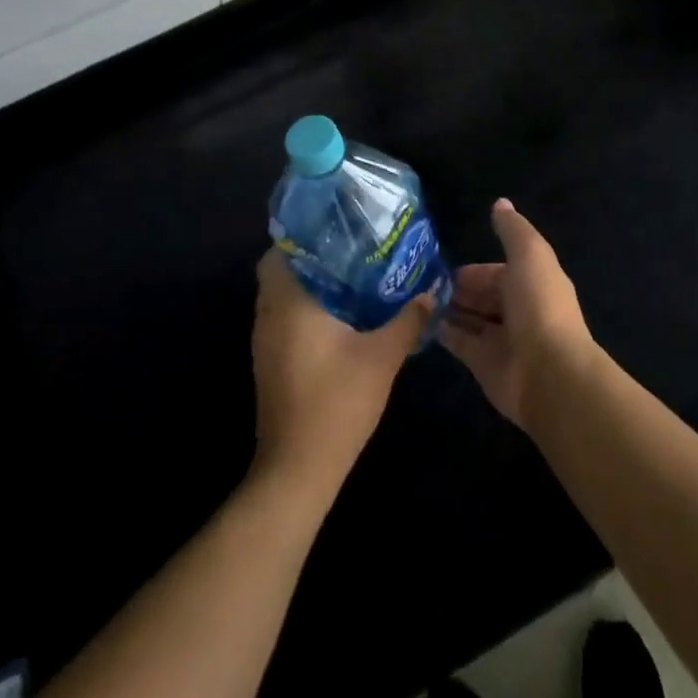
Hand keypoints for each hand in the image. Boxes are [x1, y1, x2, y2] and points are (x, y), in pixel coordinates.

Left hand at [251, 249, 431, 503]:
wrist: (298, 470)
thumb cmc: (337, 403)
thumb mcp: (382, 357)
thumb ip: (408, 319)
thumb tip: (432, 291)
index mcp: (289, 303)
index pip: (280, 250)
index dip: (305, 233)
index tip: (337, 226)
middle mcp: (269, 316)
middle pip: (281, 270)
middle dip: (313, 256)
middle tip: (352, 247)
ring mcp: (265, 342)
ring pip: (283, 296)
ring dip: (310, 283)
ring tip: (353, 273)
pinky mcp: (270, 363)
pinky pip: (284, 318)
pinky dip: (306, 308)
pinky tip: (342, 314)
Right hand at [439, 199, 594, 429]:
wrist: (549, 373)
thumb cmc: (539, 306)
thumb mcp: (529, 254)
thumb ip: (512, 230)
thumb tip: (500, 203)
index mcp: (531, 282)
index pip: (496, 272)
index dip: (472, 270)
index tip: (440, 265)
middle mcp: (517, 310)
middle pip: (481, 296)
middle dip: (456, 289)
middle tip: (420, 283)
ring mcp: (501, 340)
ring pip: (470, 319)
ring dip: (447, 309)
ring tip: (413, 299)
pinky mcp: (485, 365)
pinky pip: (460, 344)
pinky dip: (442, 333)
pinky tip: (419, 322)